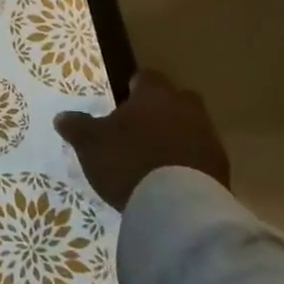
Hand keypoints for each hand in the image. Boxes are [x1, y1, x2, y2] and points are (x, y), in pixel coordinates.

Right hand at [53, 69, 229, 211]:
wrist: (177, 206)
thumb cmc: (128, 161)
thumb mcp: (90, 144)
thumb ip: (77, 126)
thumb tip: (62, 116)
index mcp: (154, 94)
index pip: (146, 77)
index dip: (134, 86)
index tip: (124, 99)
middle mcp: (185, 108)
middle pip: (175, 100)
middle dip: (161, 110)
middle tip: (141, 128)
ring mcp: (208, 138)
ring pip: (191, 127)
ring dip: (177, 136)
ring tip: (155, 157)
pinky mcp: (221, 169)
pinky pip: (201, 156)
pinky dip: (189, 162)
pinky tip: (172, 179)